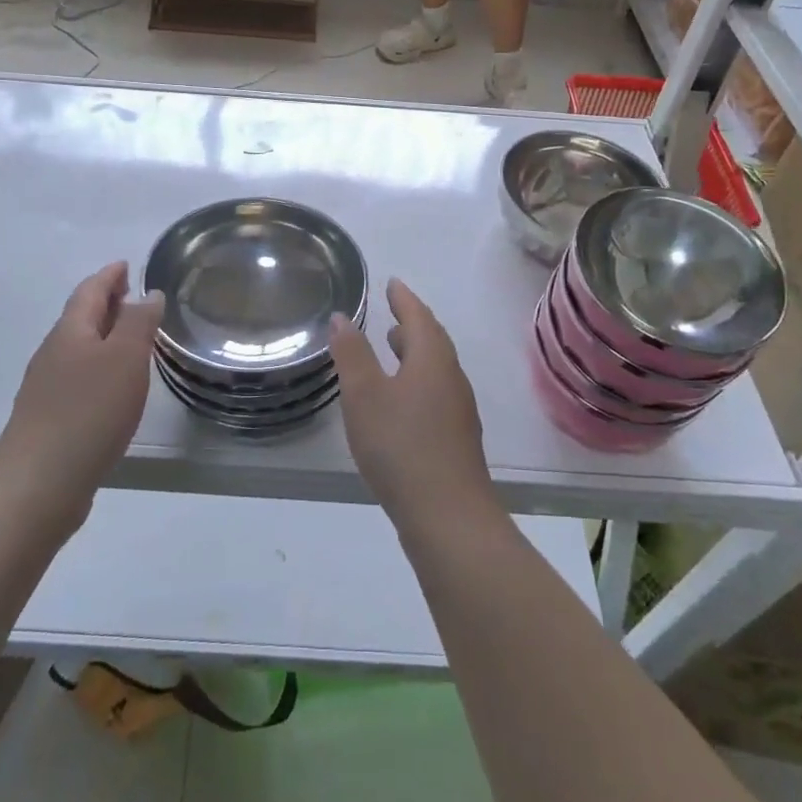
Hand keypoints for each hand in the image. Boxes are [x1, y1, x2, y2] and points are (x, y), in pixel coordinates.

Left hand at [0, 262, 163, 531]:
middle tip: (132, 295)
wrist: (39, 483)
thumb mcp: (125, 358)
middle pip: (81, 317)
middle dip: (106, 302)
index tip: (125, 264)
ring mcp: (47, 387)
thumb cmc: (88, 410)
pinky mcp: (50, 418)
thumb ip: (138, 323)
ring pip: (79, 348)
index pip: (90, 291)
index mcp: (71, 331)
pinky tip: (113, 385)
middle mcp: (54, 352)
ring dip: (103, 335)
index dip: (109, 276)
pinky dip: (98, 366)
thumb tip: (148, 294)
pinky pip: (78, 376)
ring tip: (130, 337)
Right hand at [330, 279, 497, 531]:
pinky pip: (436, 392)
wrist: (449, 517)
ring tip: (393, 349)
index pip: (419, 316)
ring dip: (415, 353)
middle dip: (412, 324)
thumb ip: (352, 354)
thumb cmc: (401, 446)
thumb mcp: (364, 396)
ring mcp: (457, 410)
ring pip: (435, 368)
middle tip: (392, 312)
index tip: (393, 283)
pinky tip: (401, 400)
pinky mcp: (456, 438)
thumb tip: (343, 317)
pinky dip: (417, 380)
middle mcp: (451, 378)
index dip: (404, 298)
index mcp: (432, 359)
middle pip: (433, 340)